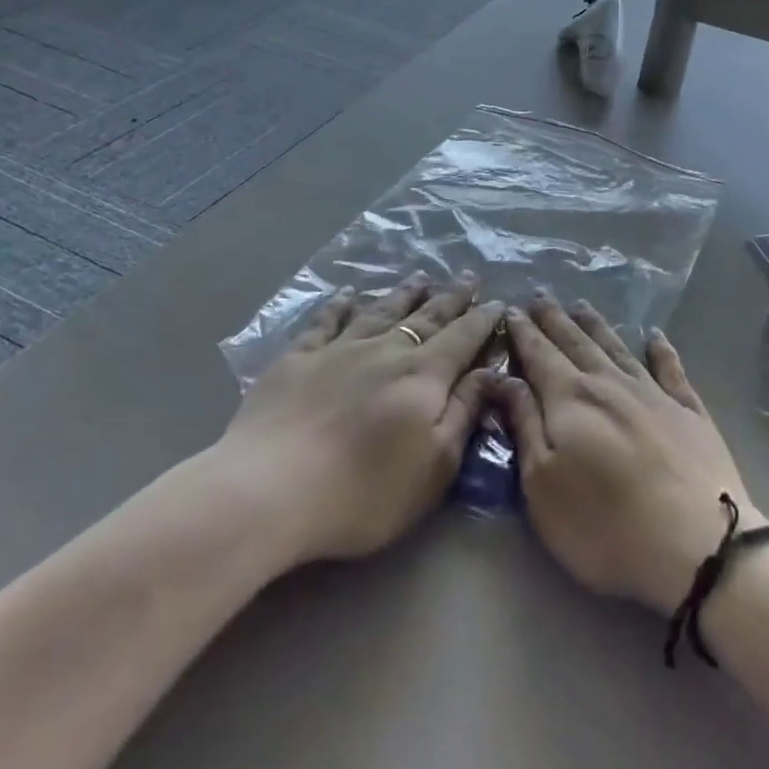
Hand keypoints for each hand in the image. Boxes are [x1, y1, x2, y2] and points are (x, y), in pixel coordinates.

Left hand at [210, 271, 502, 568]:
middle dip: (451, 297)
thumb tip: (489, 372)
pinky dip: (339, 305)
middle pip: (426, 317)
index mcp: (423, 376)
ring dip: (404, 294)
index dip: (482, 320)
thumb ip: (463, 413)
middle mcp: (386, 351)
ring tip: (420, 277)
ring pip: (381, 311)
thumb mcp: (434, 465)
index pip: (462, 339)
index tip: (498, 301)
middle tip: (468, 276)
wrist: (271, 489)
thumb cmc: (364, 491)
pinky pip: (325, 322)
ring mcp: (339, 350)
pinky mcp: (298, 359)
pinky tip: (347, 294)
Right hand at [492, 292, 755, 613]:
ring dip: (596, 325)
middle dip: (555, 319)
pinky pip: (671, 369)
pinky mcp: (689, 412)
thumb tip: (504, 378)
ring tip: (581, 305)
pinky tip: (656, 336)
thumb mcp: (542, 484)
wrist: (696, 543)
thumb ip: (524, 424)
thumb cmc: (604, 523)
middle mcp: (610, 383)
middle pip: (576, 342)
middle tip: (541, 295)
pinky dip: (662, 350)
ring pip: (617, 348)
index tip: (511, 310)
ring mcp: (653, 394)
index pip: (539, 355)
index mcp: (570, 398)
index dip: (524, 333)